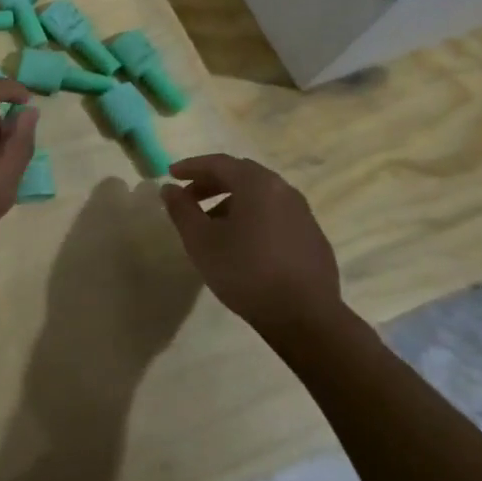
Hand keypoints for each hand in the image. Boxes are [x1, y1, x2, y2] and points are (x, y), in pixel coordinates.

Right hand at [159, 154, 344, 348]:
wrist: (305, 317)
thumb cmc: (245, 271)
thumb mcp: (201, 241)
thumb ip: (181, 210)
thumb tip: (169, 188)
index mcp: (257, 184)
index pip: (219, 163)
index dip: (191, 167)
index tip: (170, 174)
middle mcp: (283, 190)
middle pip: (242, 175)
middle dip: (211, 182)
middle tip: (189, 197)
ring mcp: (303, 213)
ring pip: (260, 196)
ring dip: (232, 201)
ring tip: (212, 225)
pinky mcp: (313, 237)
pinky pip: (276, 215)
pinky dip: (254, 217)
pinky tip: (243, 244)